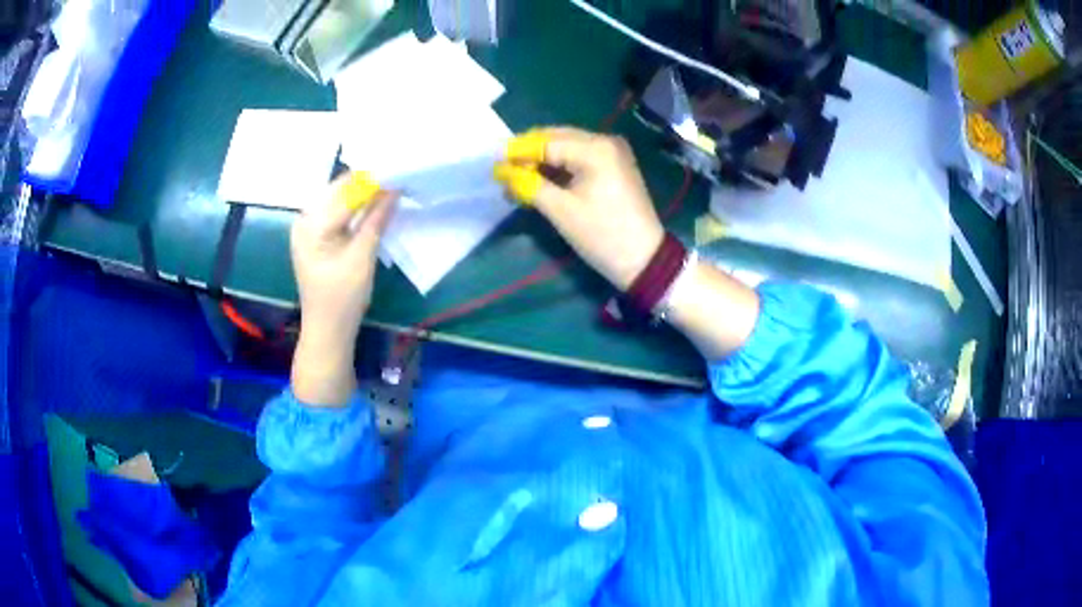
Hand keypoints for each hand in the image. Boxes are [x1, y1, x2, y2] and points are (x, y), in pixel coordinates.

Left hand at [290, 173, 395, 405]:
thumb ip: (377, 220)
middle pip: (339, 190)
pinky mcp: (315, 237)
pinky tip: (374, 206)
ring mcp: (307, 228)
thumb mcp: (362, 257)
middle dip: (367, 182)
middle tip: (396, 175)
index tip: (398, 167)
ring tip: (390, 186)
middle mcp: (304, 220)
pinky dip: (355, 208)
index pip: (345, 191)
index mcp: (311, 225)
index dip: (372, 178)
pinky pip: (336, 212)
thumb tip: (395, 188)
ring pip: (338, 200)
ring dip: (362, 194)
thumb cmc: (342, 299)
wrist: (327, 331)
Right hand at [495, 127, 664, 290]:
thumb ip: (528, 184)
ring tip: (516, 179)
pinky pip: (579, 158)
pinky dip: (559, 167)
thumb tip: (501, 171)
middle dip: (528, 154)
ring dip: (542, 161)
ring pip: (567, 148)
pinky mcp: (615, 166)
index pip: (546, 142)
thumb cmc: (602, 236)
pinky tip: (540, 180)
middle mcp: (605, 141)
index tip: (491, 163)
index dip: (516, 152)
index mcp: (595, 148)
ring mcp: (613, 152)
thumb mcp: (561, 211)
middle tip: (502, 172)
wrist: (645, 261)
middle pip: (556, 139)